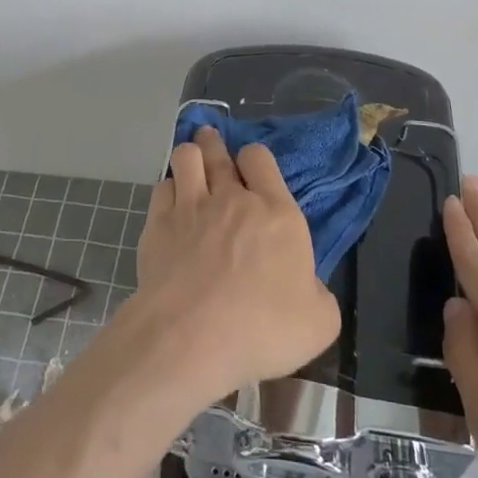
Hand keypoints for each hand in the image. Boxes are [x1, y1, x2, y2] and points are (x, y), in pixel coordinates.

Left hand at [133, 127, 340, 404]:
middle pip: (219, 152)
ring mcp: (191, 206)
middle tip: (210, 140)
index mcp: (277, 213)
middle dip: (214, 143)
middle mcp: (232, 198)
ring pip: (186, 158)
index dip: (254, 158)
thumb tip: (307, 285)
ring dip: (189, 155)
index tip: (251, 167)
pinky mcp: (158, 223)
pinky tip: (169, 200)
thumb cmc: (263, 328)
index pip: (261, 159)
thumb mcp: (319, 321)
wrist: (193, 336)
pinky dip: (167, 189)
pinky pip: (161, 187)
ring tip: (189, 160)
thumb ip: (318, 293)